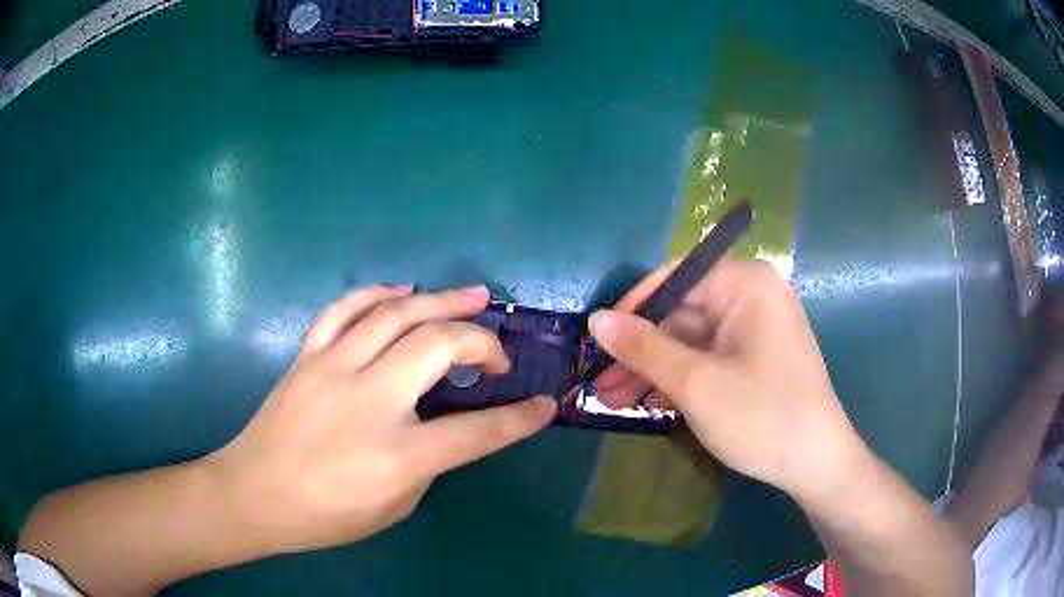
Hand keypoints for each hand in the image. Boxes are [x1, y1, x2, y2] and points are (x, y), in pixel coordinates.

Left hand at [205, 285, 555, 552]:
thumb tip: (444, 425)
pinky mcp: (308, 356)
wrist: (254, 494)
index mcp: (397, 455)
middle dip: (479, 341)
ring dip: (441, 299)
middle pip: (438, 346)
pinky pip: (345, 310)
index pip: (476, 432)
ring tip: (473, 294)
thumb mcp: (394, 506)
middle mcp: (369, 401)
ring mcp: (333, 369)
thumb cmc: (325, 514)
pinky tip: (402, 291)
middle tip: (496, 349)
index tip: (543, 406)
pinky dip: (378, 292)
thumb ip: (427, 463)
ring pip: (396, 314)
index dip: (519, 420)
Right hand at [590, 257, 867, 501]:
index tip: (598, 340)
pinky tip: (648, 404)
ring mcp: (755, 330)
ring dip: (653, 370)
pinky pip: (708, 358)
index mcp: (746, 284)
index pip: (676, 278)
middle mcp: (752, 297)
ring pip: (691, 341)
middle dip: (639, 351)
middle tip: (599, 383)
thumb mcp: (695, 382)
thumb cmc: (761, 415)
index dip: (633, 309)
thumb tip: (596, 320)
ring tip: (612, 400)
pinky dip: (679, 379)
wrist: (816, 464)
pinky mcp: (755, 358)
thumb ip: (644, 347)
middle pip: (681, 314)